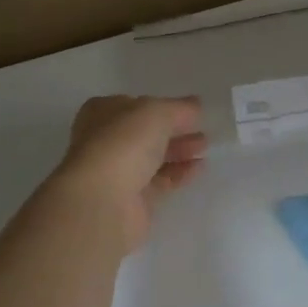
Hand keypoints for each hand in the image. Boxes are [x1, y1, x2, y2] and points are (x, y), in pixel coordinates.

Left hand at [52, 95, 207, 251]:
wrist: (102, 201)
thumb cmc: (124, 144)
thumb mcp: (158, 112)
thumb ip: (180, 108)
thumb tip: (196, 106)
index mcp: (103, 113)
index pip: (136, 105)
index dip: (162, 106)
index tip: (190, 111)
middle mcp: (106, 140)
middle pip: (146, 133)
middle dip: (175, 130)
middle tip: (202, 130)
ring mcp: (117, 172)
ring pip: (153, 157)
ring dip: (179, 151)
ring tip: (205, 147)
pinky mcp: (132, 199)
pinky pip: (160, 181)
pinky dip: (179, 173)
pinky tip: (199, 168)